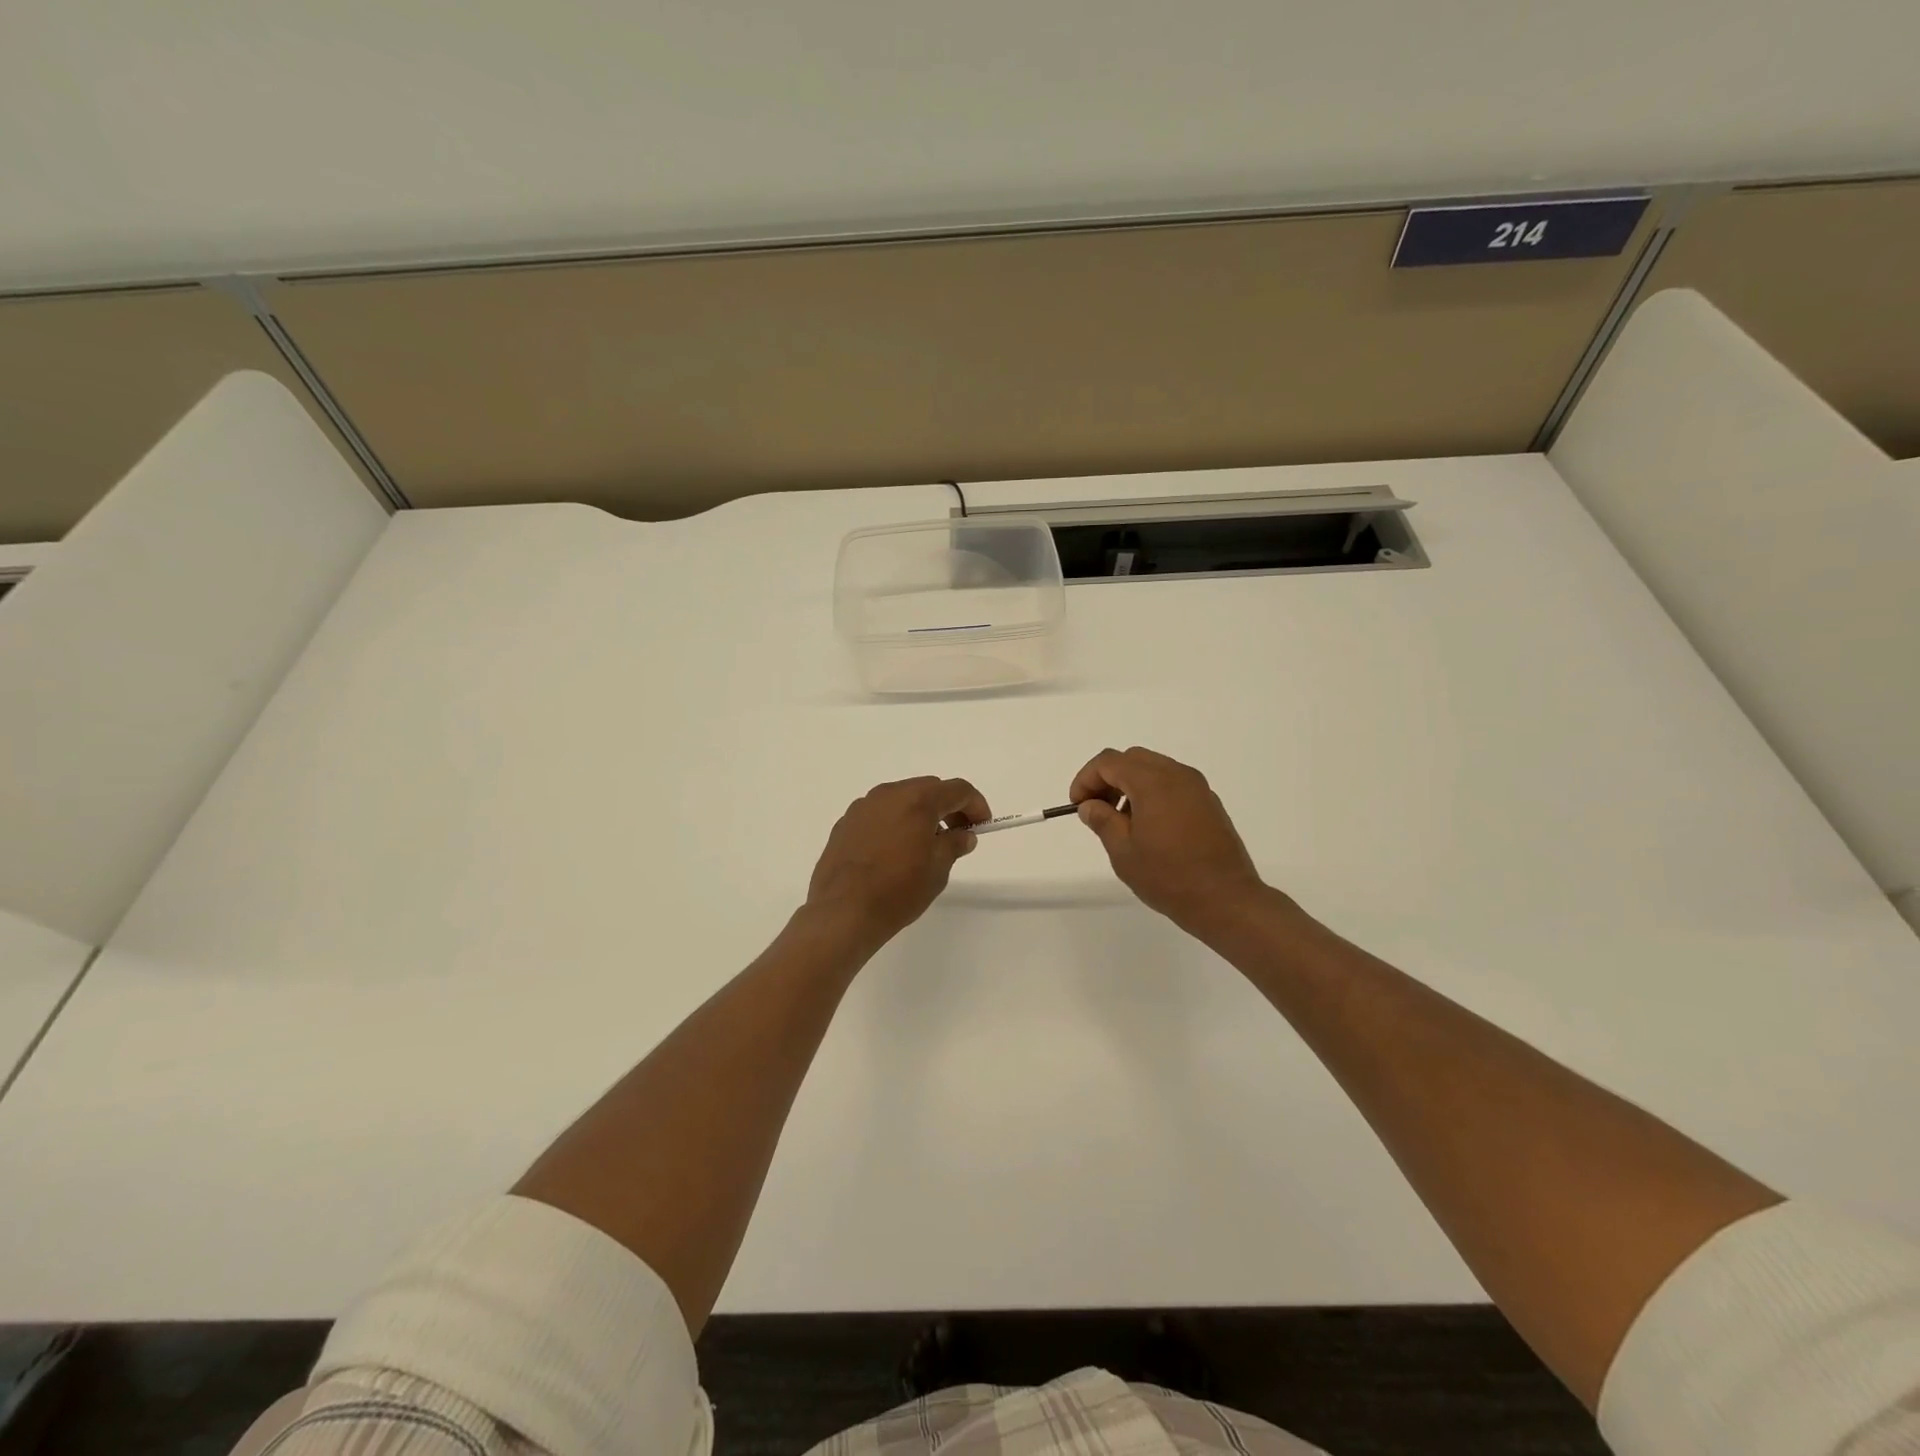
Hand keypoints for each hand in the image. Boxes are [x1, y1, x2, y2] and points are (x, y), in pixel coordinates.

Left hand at [806, 777, 990, 945]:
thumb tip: (963, 834)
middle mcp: (888, 794)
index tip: (982, 825)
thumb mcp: (937, 870)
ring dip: (919, 813)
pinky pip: (879, 814)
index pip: (957, 789)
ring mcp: (863, 807)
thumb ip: (954, 844)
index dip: (976, 804)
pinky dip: (895, 822)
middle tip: (957, 834)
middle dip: (948, 807)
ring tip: (925, 844)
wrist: (842, 911)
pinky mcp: (845, 823)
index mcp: (917, 800)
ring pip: (901, 799)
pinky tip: (894, 851)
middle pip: (928, 789)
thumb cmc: (898, 890)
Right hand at [1069, 747, 1267, 935]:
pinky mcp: (1209, 803)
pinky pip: (1173, 784)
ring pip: (1154, 769)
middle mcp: (1177, 775)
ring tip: (1122, 821)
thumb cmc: (1169, 877)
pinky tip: (1149, 827)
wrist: (1226, 899)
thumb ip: (1102, 820)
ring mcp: (1197, 788)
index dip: (1086, 779)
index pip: (1109, 762)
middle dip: (1108, 778)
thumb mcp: (1123, 852)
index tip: (1077, 805)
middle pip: (1132, 759)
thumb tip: (1090, 805)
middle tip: (1096, 809)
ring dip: (1130, 785)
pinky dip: (1152, 793)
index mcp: (1153, 782)